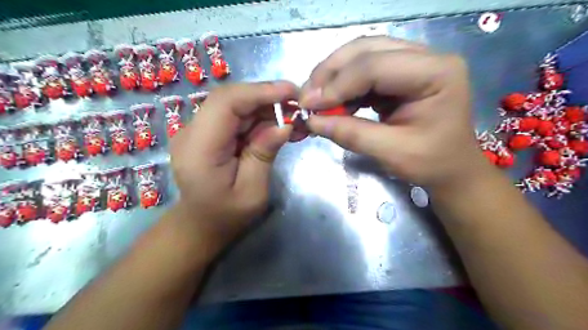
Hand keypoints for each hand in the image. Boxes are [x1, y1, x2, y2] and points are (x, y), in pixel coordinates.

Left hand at [170, 81, 298, 245]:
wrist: (201, 224)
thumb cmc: (226, 215)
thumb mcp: (252, 191)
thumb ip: (264, 155)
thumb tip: (284, 125)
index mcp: (199, 148)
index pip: (226, 103)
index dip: (259, 91)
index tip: (291, 92)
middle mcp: (193, 132)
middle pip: (231, 99)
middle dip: (267, 98)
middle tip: (297, 106)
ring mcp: (198, 130)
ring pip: (235, 105)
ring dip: (266, 107)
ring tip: (293, 117)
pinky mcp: (208, 133)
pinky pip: (235, 116)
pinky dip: (258, 117)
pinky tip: (277, 125)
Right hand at [299, 36, 486, 190]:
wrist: (452, 167)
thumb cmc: (431, 163)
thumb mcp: (392, 153)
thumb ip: (351, 134)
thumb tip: (312, 122)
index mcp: (436, 73)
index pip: (375, 66)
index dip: (337, 85)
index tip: (308, 106)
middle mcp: (426, 57)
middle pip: (367, 49)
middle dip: (331, 72)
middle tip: (307, 97)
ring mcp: (413, 61)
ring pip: (362, 54)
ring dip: (334, 75)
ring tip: (315, 98)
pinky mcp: (400, 73)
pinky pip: (364, 69)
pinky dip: (344, 84)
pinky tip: (333, 101)